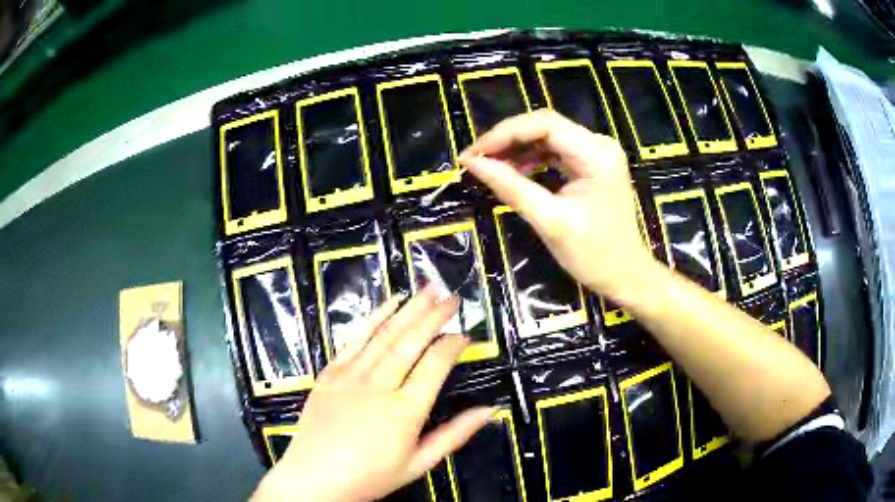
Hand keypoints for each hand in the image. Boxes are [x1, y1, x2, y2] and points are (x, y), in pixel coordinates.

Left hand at [252, 285, 496, 501]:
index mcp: (405, 411)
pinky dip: (374, 317)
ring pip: (385, 334)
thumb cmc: (370, 476)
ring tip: (428, 289)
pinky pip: (355, 338)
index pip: (435, 365)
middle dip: (434, 315)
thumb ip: (455, 435)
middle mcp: (379, 386)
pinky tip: (390, 302)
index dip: (452, 345)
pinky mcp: (330, 372)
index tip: (464, 335)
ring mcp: (350, 375)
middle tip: (451, 297)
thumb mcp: (419, 464)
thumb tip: (489, 410)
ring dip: (409, 308)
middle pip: (411, 341)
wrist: (315, 477)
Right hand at [460, 109, 652, 299]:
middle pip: (544, 126)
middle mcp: (599, 144)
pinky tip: (512, 172)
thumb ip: (511, 186)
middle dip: (507, 140)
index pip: (544, 124)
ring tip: (488, 167)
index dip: (503, 133)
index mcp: (596, 153)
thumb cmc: (594, 255)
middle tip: (475, 160)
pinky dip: (531, 160)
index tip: (472, 154)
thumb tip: (472, 163)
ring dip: (516, 150)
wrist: (626, 276)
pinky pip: (555, 153)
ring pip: (547, 138)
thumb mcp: (549, 221)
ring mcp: (597, 153)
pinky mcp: (592, 165)